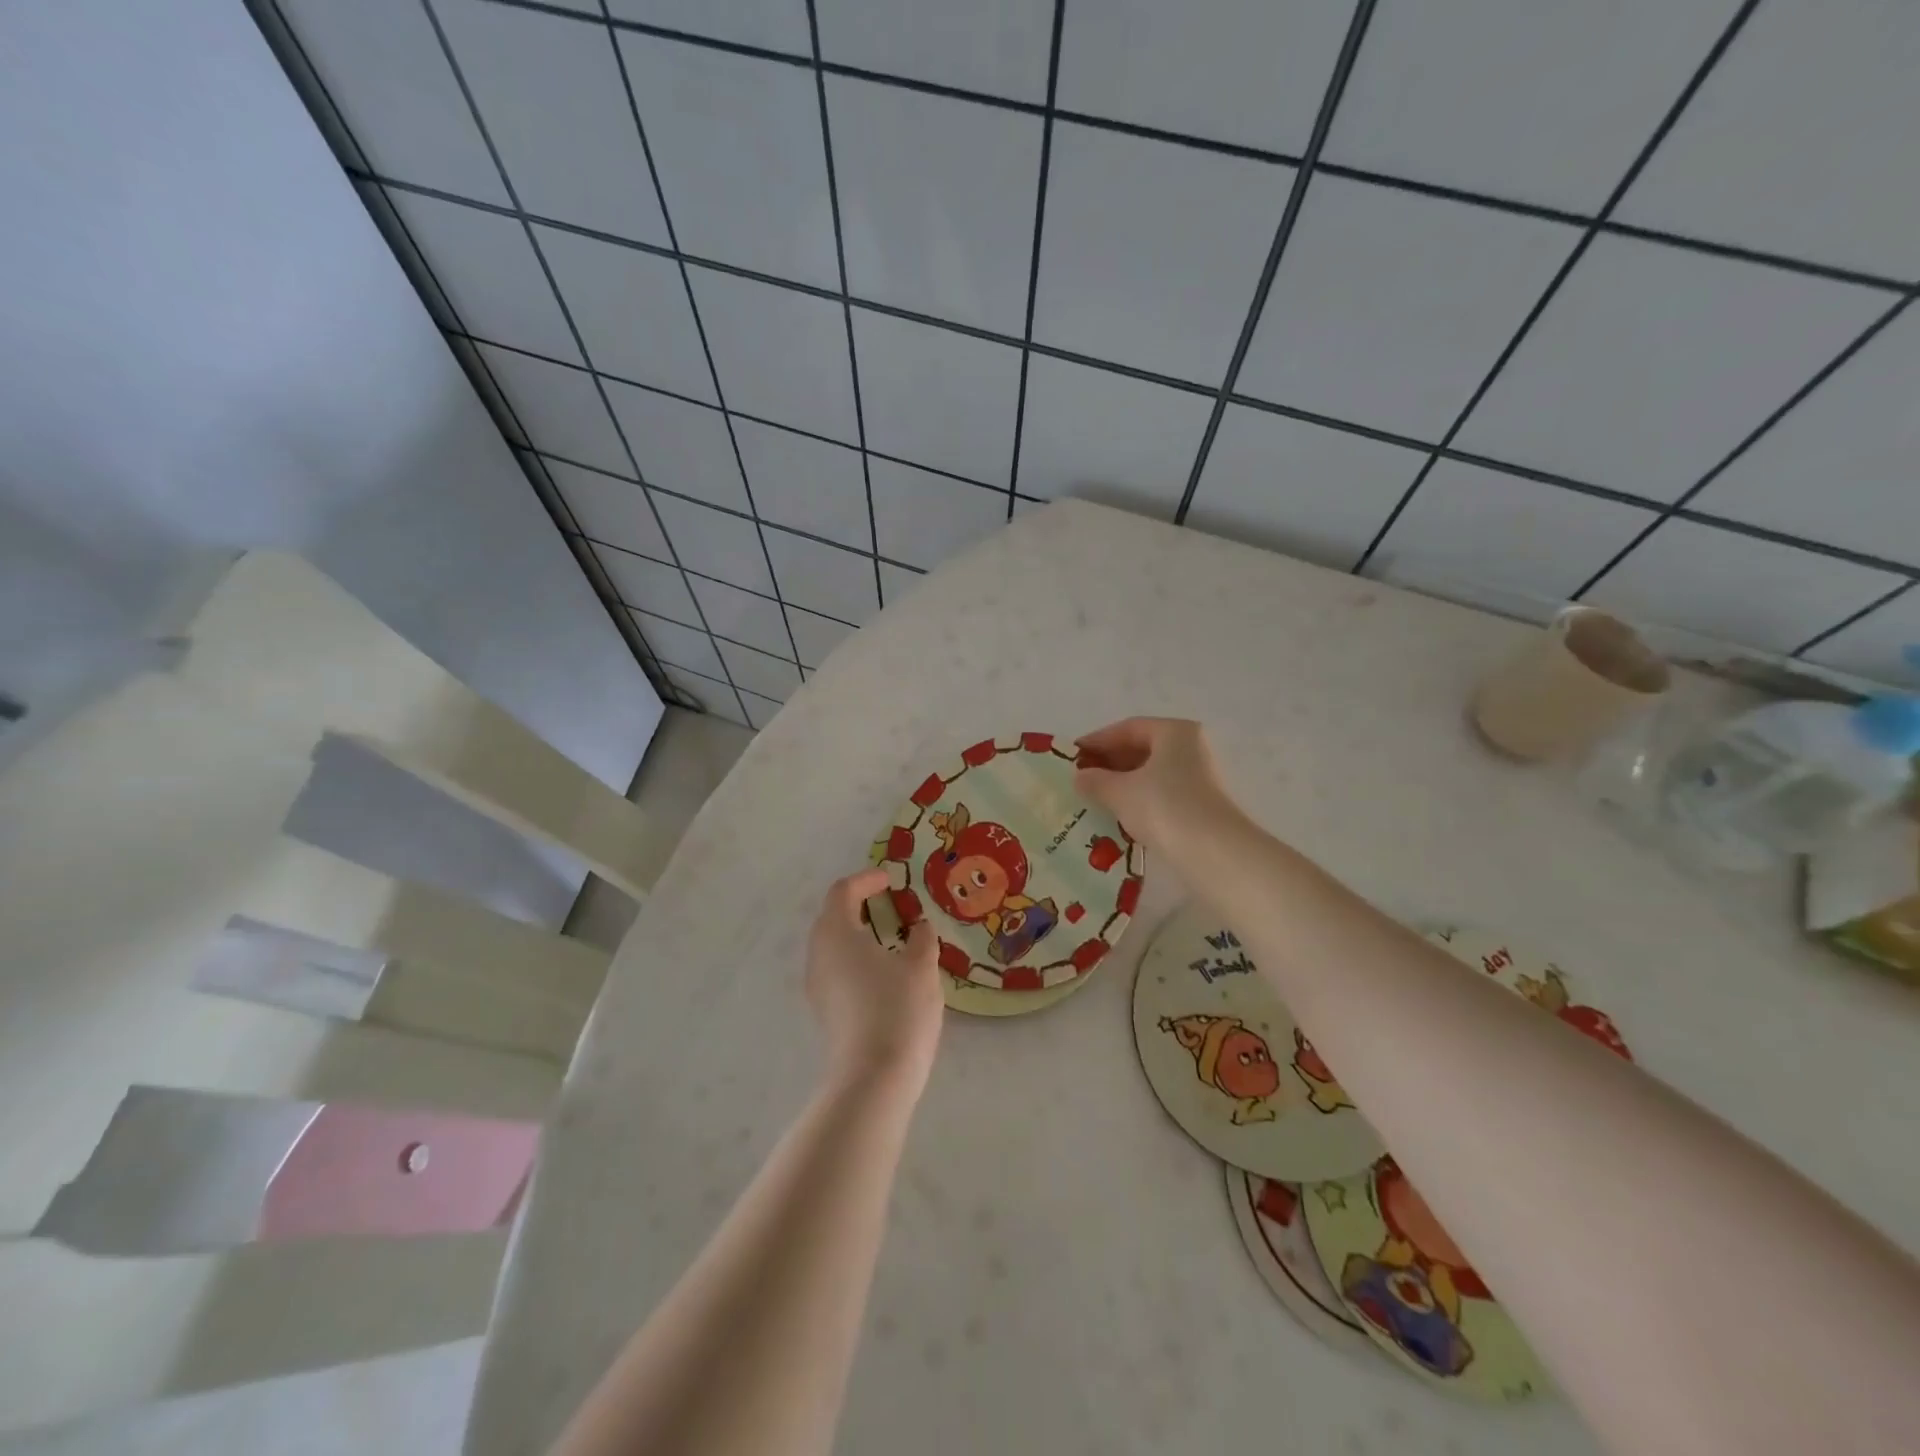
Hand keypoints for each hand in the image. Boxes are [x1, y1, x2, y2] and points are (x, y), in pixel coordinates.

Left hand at [805, 869, 943, 1096]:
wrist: (873, 1078)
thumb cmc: (898, 1009)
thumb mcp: (921, 966)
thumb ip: (922, 938)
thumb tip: (919, 927)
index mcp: (836, 933)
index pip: (843, 892)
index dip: (867, 880)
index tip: (891, 880)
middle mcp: (818, 954)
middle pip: (833, 917)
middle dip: (860, 906)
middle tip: (892, 906)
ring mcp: (817, 985)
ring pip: (834, 946)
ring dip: (859, 934)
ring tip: (892, 939)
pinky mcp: (824, 1010)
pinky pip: (837, 970)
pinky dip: (857, 959)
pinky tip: (884, 973)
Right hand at [1074, 717, 1237, 853]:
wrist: (1212, 853)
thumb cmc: (1163, 807)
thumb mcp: (1120, 791)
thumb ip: (1095, 780)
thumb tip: (1079, 777)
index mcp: (1174, 732)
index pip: (1128, 728)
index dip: (1097, 741)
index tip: (1072, 756)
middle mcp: (1191, 747)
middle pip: (1142, 748)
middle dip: (1110, 763)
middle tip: (1081, 778)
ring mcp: (1199, 776)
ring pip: (1152, 773)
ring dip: (1122, 782)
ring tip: (1095, 797)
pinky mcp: (1200, 804)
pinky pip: (1161, 793)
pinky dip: (1139, 798)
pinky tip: (1119, 813)